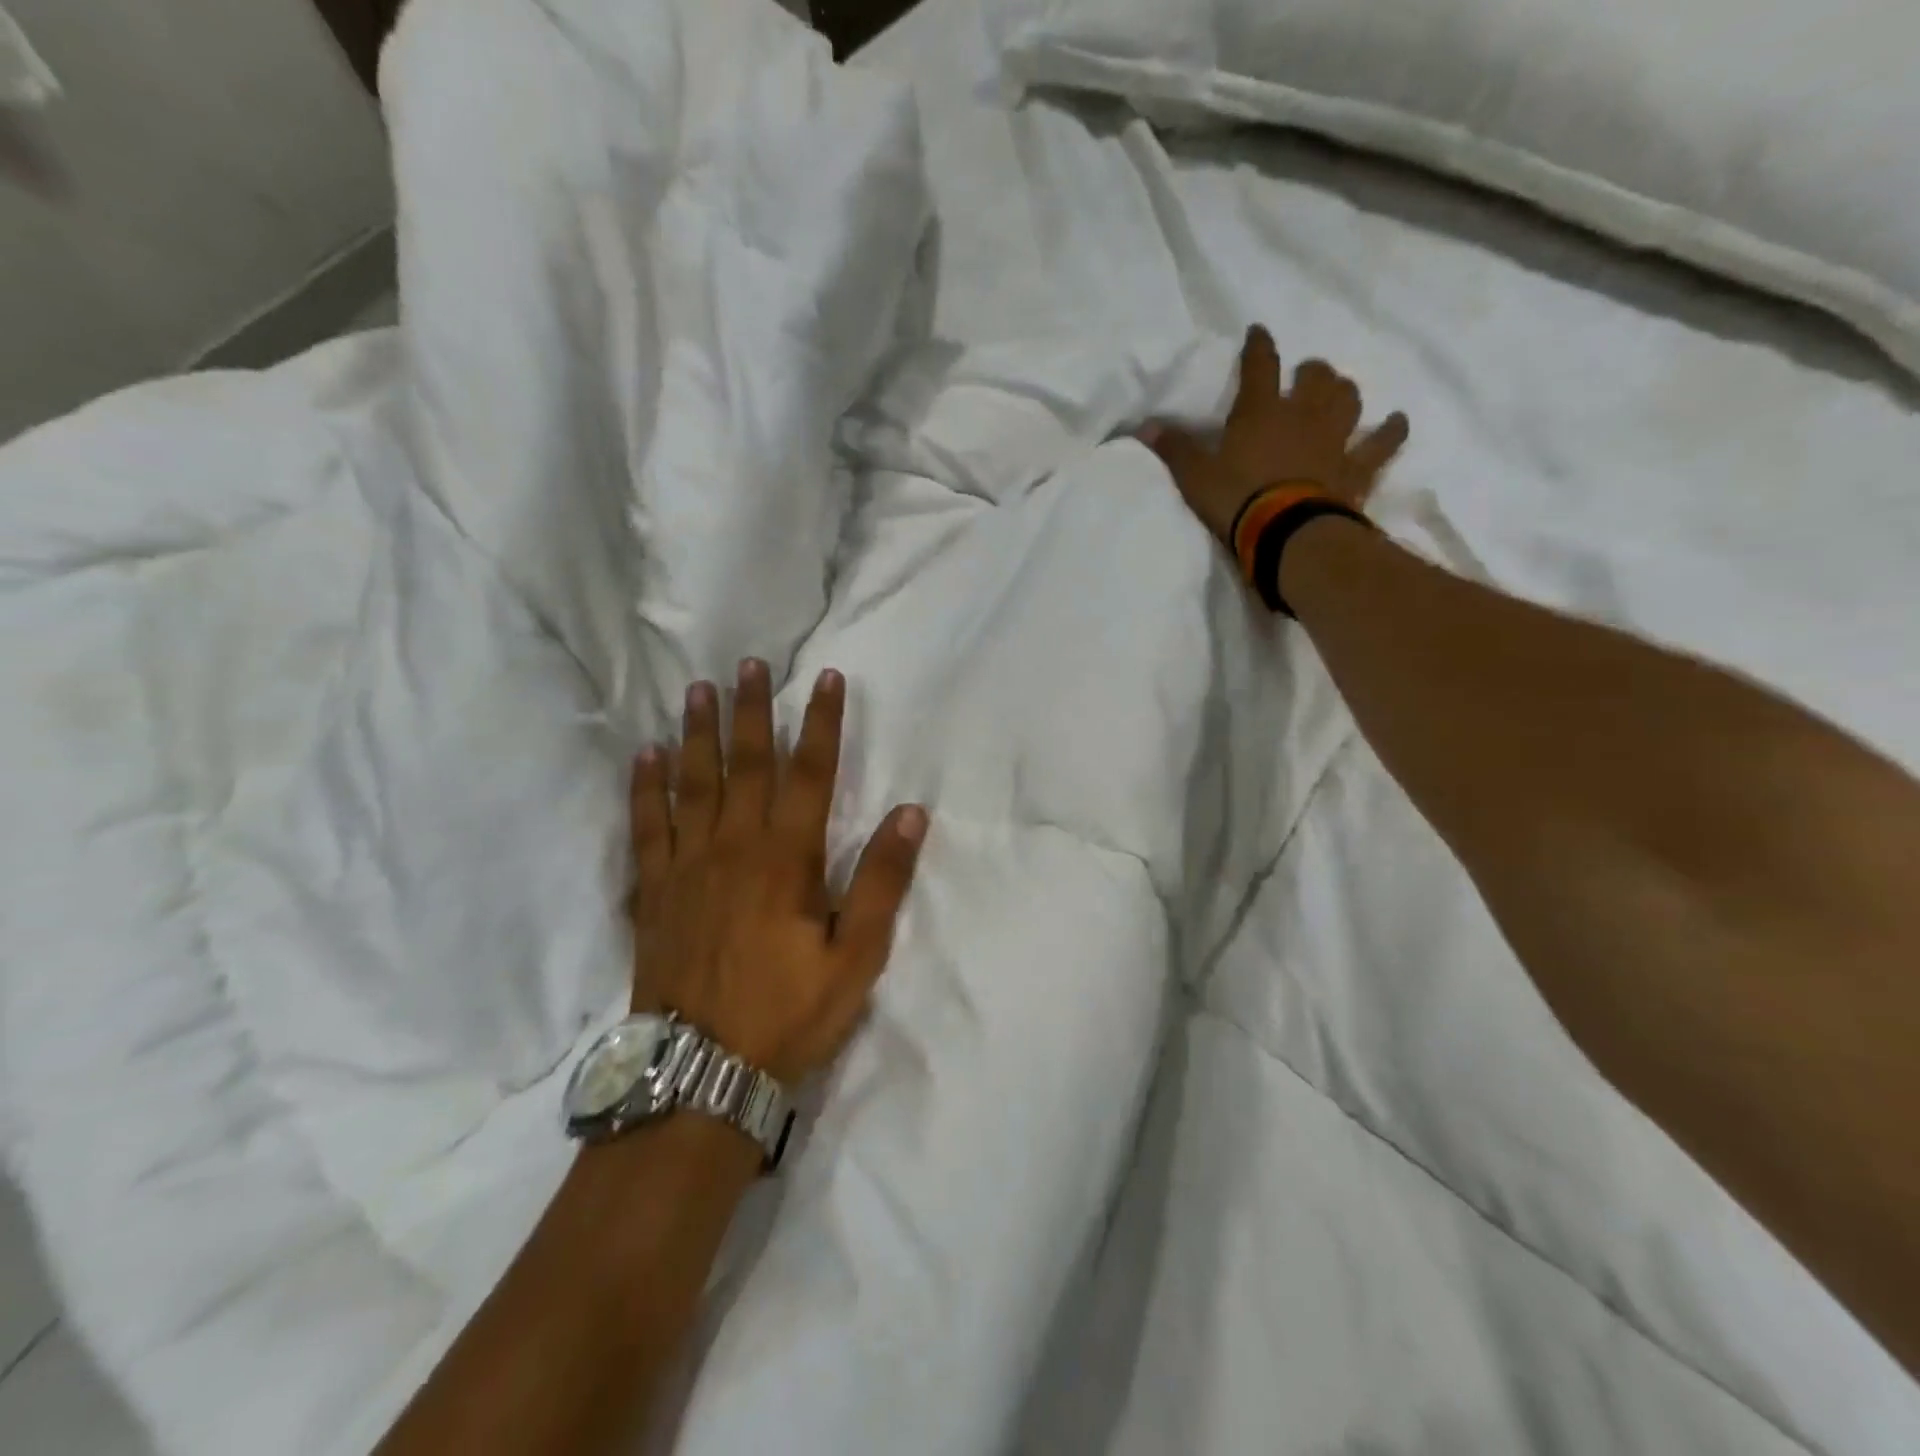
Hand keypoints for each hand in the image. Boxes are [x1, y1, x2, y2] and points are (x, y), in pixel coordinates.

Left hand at [629, 660, 927, 1084]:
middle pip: (746, 765)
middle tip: (747, 665)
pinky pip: (646, 826)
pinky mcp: (653, 890)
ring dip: (697, 733)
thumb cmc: (788, 1013)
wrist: (700, 1074)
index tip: (825, 678)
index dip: (821, 723)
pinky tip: (644, 756)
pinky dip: (644, 788)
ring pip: (692, 783)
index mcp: (787, 859)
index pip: (810, 774)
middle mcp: (734, 847)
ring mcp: (687, 866)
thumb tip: (911, 814)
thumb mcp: (855, 956)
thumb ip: (880, 881)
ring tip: (697, 690)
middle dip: (752, 711)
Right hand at [1142, 325, 1408, 548]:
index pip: (1259, 366)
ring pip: (1348, 400)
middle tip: (1305, 375)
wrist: (1287, 533)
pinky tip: (1396, 423)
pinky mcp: (1357, 468)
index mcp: (1260, 412)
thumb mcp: (1195, 478)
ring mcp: (1335, 439)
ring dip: (1344, 392)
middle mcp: (1303, 415)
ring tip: (1340, 393)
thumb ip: (1175, 450)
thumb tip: (1144, 427)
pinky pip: (1382, 444)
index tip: (1259, 332)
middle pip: (1315, 378)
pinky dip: (1391, 431)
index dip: (1258, 346)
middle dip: (1310, 372)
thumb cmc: (1236, 501)